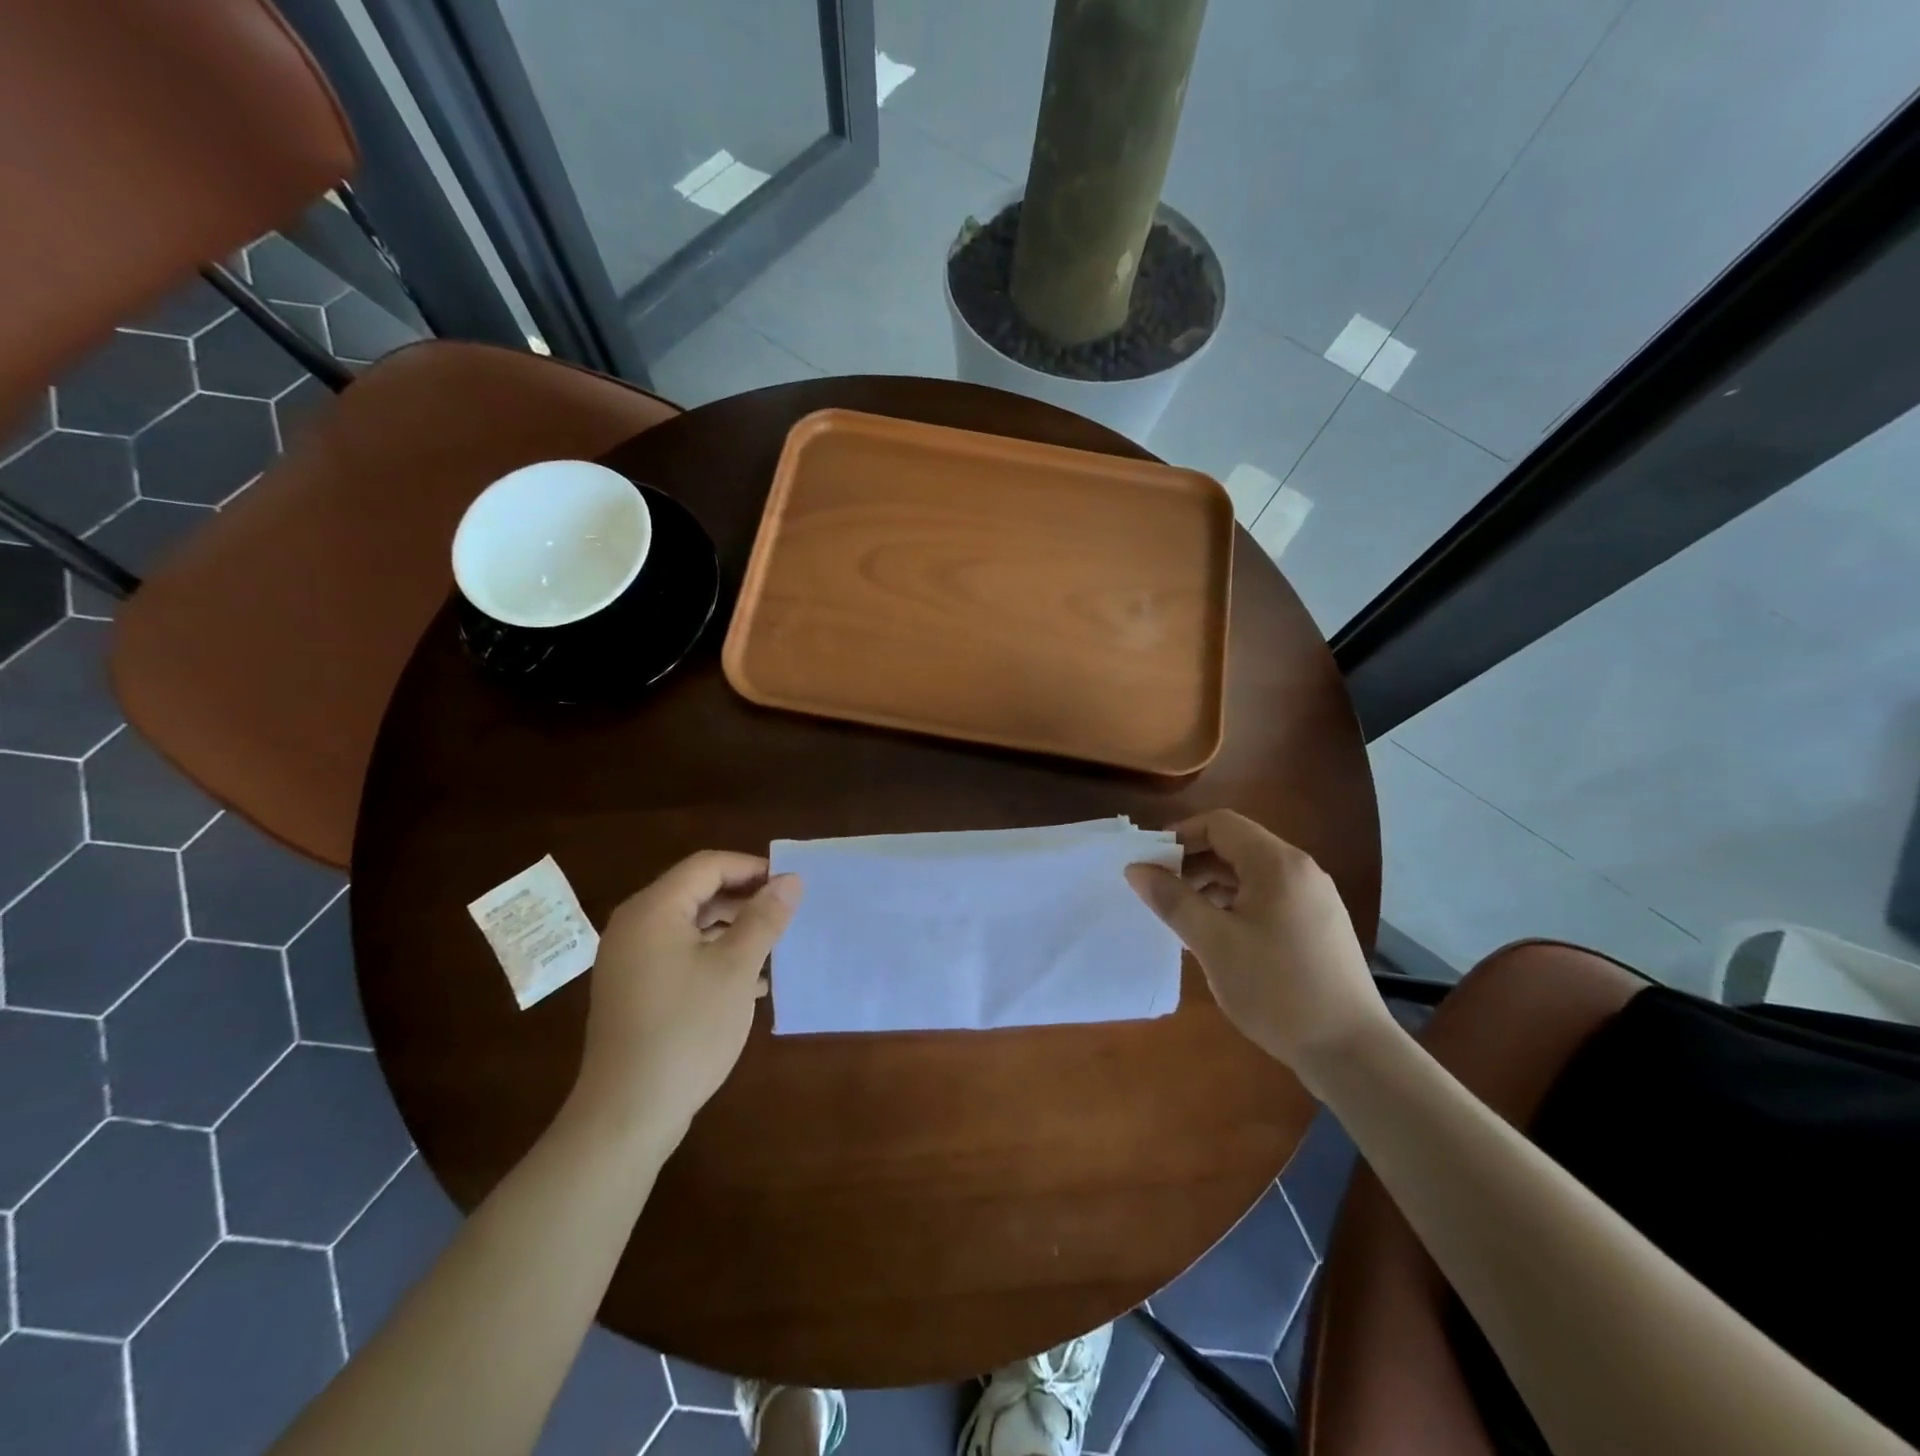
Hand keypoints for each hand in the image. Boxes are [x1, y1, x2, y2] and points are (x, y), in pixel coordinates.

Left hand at [571, 851, 801, 1142]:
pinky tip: (750, 984)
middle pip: (696, 892)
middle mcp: (635, 926)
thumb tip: (790, 879)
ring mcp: (629, 961)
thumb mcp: (736, 968)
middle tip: (786, 916)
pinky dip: (713, 957)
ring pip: (690, 927)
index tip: (790, 886)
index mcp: (653, 910)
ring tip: (773, 948)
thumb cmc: (687, 1029)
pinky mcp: (634, 990)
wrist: (627, 1114)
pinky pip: (679, 956)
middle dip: (744, 900)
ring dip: (733, 930)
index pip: (707, 866)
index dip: (751, 868)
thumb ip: (764, 918)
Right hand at [1125, 810, 1390, 1079]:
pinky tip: (1217, 936)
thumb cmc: (1276, 989)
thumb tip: (1136, 869)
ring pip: (1251, 873)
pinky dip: (1235, 903)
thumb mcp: (1213, 943)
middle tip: (1160, 891)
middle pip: (1236, 845)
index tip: (1149, 862)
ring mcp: (1314, 898)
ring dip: (1212, 884)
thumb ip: (1172, 900)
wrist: (1352, 1051)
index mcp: (1277, 864)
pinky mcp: (1318, 925)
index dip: (1179, 835)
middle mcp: (1300, 870)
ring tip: (1183, 916)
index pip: (1220, 824)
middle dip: (1193, 862)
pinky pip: (1267, 897)